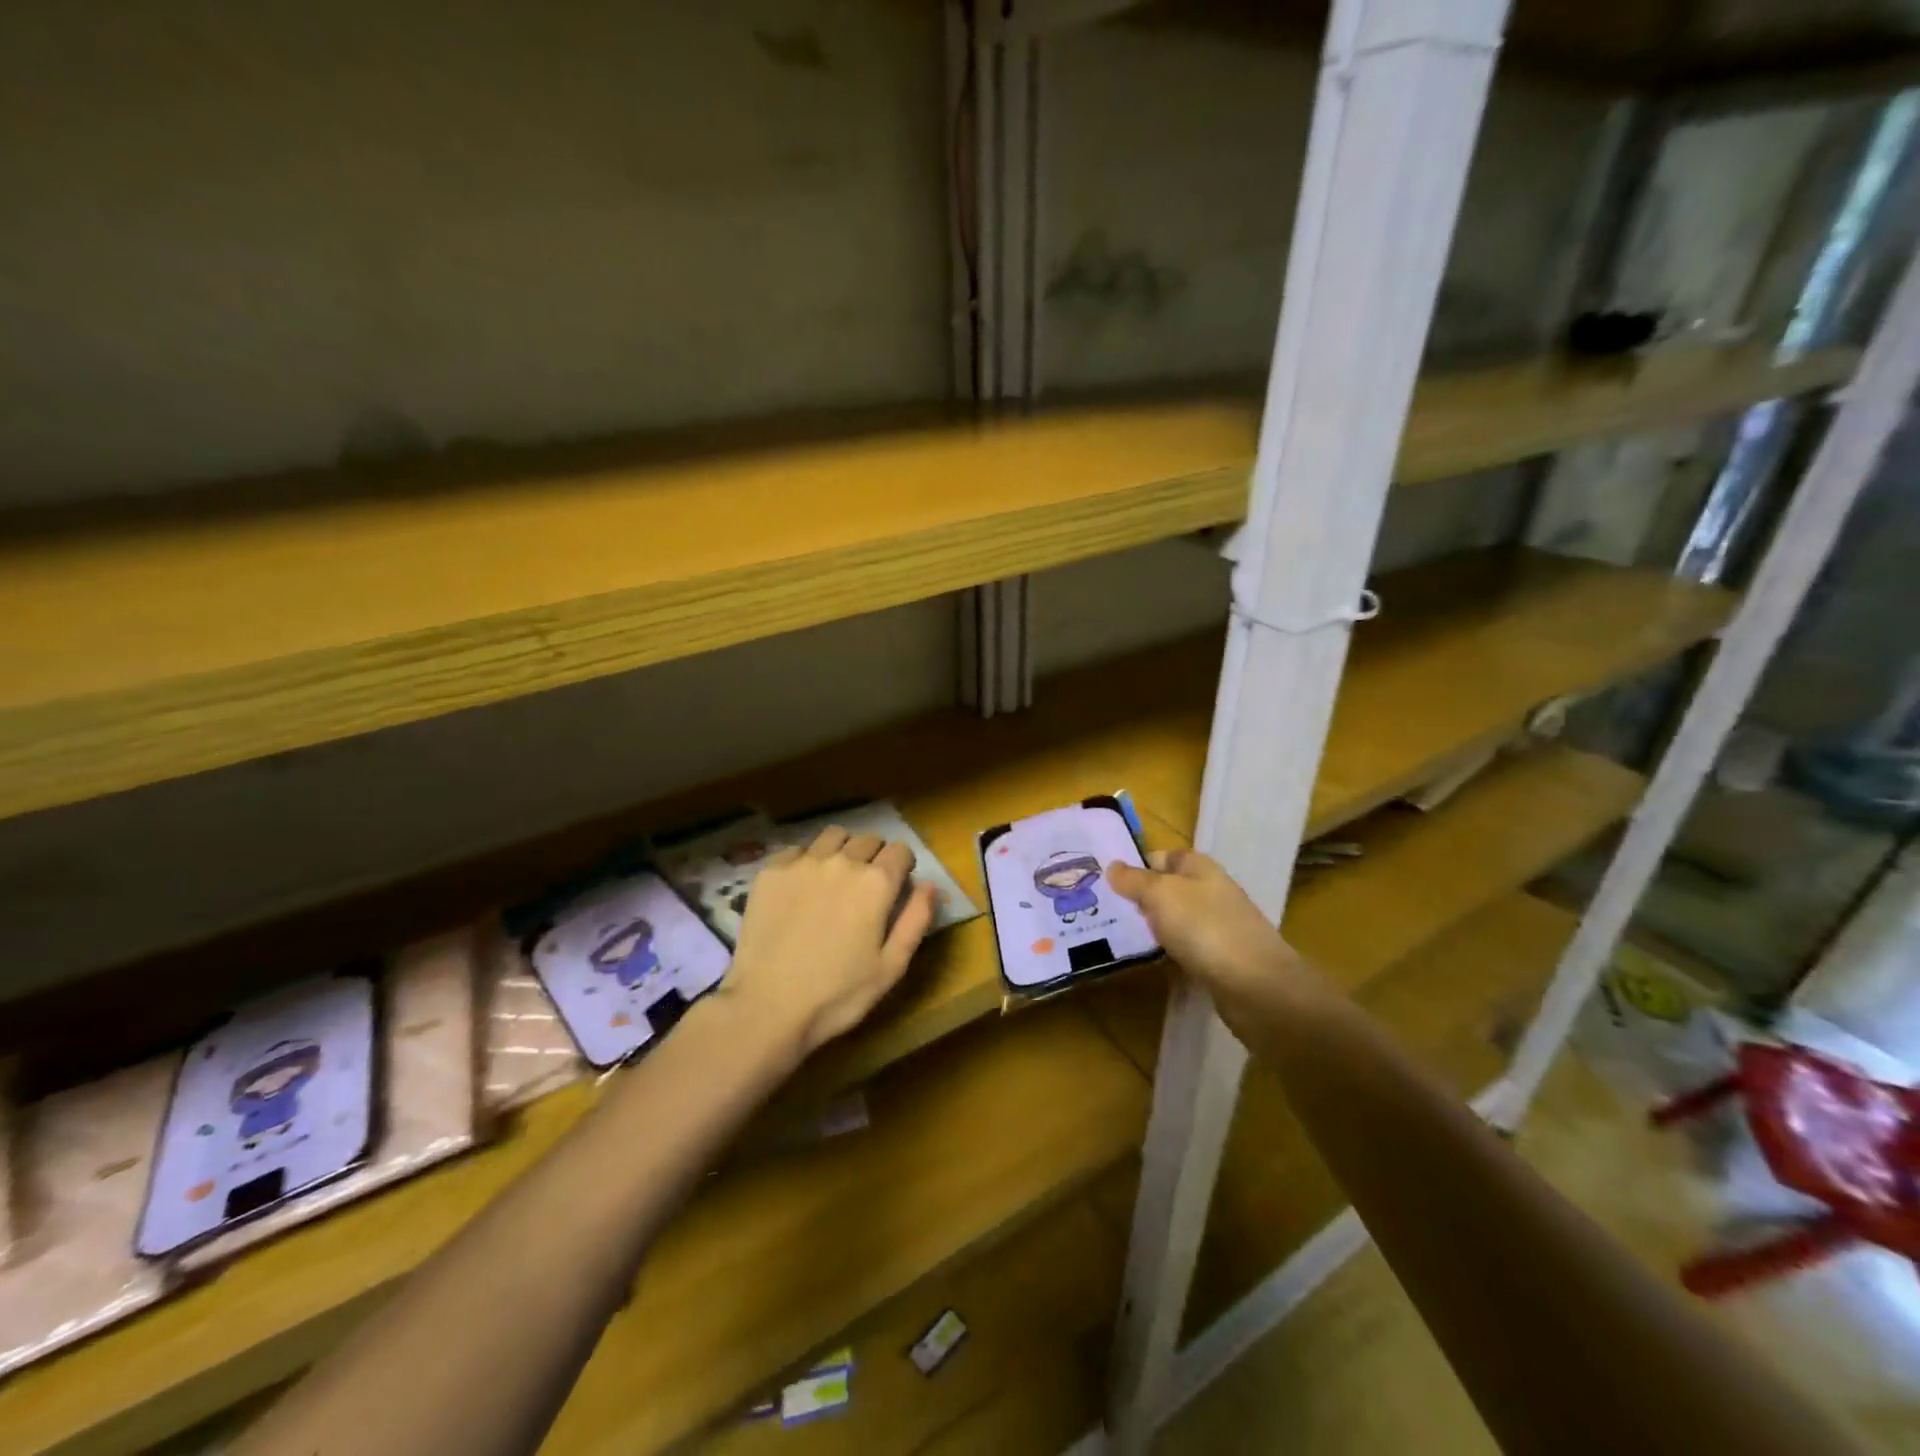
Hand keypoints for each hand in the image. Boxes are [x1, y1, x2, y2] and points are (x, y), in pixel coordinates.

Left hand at [722, 827, 938, 1058]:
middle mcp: (842, 861)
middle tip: (865, 888)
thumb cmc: (837, 995)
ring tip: (835, 879)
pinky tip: (800, 889)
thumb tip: (930, 885)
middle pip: (869, 839)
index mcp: (876, 883)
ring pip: (834, 836)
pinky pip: (798, 850)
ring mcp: (803, 862)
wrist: (766, 1006)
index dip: (903, 866)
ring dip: (842, 850)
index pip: (901, 850)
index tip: (896, 886)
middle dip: (874, 857)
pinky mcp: (771, 871)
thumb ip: (916, 920)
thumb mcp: (891, 967)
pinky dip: (806, 861)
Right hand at [1107, 847, 1314, 1032]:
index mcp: (1200, 868)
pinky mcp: (1221, 959)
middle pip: (1169, 888)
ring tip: (1118, 934)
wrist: (1256, 986)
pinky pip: (1186, 947)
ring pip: (1176, 919)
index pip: (1163, 856)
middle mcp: (1211, 892)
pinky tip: (1150, 959)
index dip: (1137, 864)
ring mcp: (1218, 926)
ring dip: (1153, 926)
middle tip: (1105, 909)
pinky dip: (1168, 951)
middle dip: (1140, 897)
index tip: (1106, 879)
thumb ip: (1134, 880)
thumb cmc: (1205, 928)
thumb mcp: (1161, 894)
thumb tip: (1112, 866)